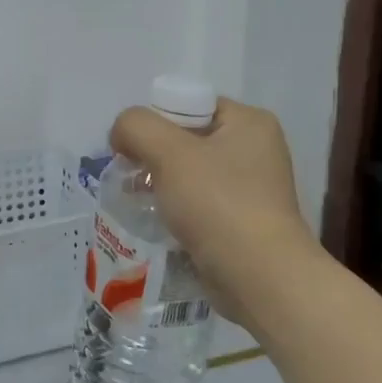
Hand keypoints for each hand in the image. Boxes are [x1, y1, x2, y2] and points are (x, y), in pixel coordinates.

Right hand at [109, 97, 317, 321]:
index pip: (190, 105)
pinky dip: (175, 210)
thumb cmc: (218, 204)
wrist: (259, 277)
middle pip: (187, 140)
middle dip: (152, 156)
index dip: (155, 121)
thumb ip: (136, 127)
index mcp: (249, 122)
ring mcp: (252, 188)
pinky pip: (199, 204)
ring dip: (159, 184)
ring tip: (136, 201)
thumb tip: (121, 134)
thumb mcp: (168, 152)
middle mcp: (256, 150)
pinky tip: (157, 223)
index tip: (132, 149)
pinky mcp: (243, 222)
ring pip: (190, 174)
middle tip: (129, 176)